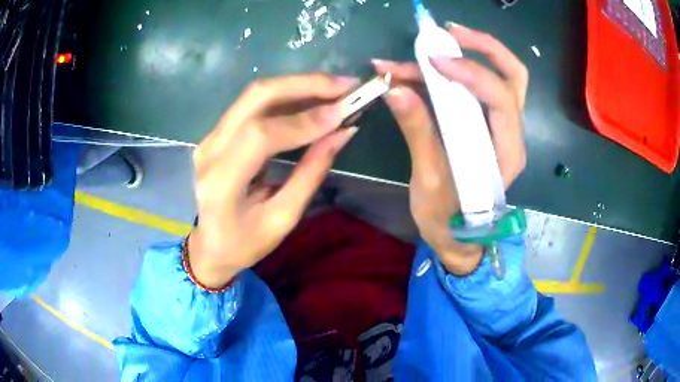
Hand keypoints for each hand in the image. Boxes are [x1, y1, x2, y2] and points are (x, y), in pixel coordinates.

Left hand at [189, 74, 357, 288]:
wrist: (210, 245)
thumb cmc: (245, 243)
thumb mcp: (283, 218)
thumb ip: (311, 173)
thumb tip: (342, 132)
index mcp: (221, 182)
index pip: (260, 135)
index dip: (303, 120)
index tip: (343, 112)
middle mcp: (210, 150)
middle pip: (255, 97)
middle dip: (304, 85)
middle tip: (345, 85)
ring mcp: (210, 137)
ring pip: (255, 95)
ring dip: (298, 86)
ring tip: (335, 88)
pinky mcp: (217, 133)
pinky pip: (253, 104)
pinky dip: (287, 96)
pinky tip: (312, 98)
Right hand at [373, 23, 527, 274]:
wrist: (458, 240)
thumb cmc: (448, 221)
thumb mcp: (430, 181)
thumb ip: (418, 132)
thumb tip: (395, 89)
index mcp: (506, 153)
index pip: (501, 100)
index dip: (470, 74)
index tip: (432, 63)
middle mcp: (511, 134)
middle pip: (514, 77)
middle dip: (485, 48)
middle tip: (450, 33)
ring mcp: (499, 128)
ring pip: (501, 77)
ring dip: (472, 53)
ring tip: (435, 41)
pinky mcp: (484, 126)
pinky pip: (477, 89)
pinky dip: (455, 72)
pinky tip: (426, 67)